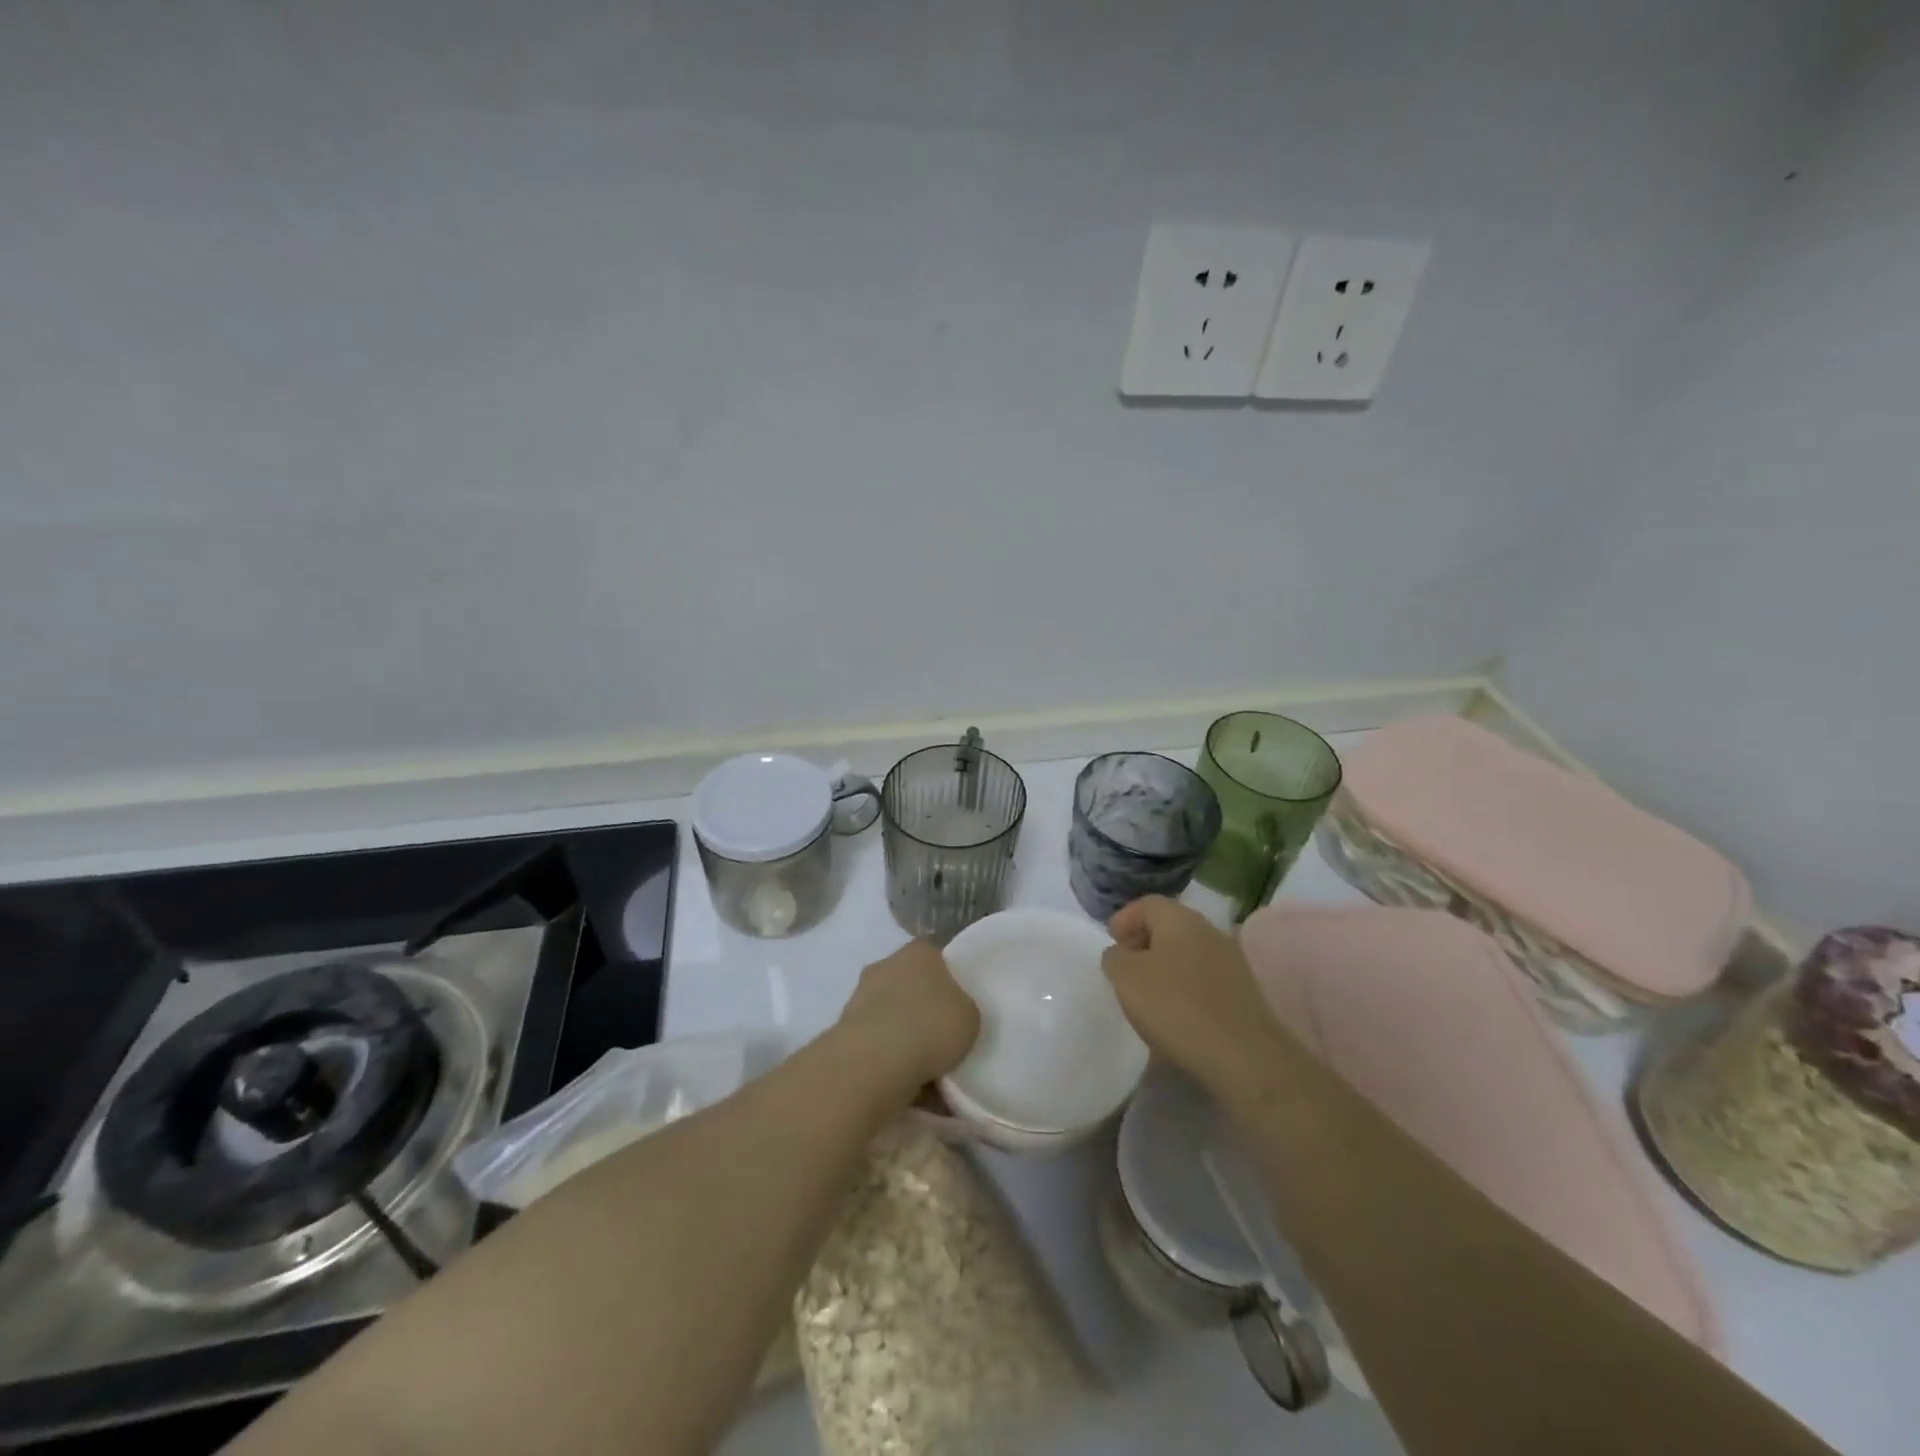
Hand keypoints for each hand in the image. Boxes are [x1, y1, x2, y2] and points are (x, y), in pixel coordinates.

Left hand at [835, 939, 981, 1093]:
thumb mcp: (971, 1018)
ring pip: (890, 1014)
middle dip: (922, 1009)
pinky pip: (875, 1040)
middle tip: (940, 1039)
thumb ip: (963, 1010)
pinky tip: (900, 1079)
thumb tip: (951, 1015)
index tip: (957, 1010)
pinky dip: (885, 1056)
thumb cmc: (930, 1027)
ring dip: (901, 1034)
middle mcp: (886, 964)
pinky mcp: (843, 1028)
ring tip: (921, 1068)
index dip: (950, 983)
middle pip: (910, 985)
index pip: (938, 959)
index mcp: (919, 951)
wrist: (873, 1063)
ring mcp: (860, 995)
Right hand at [1102, 896, 1294, 1107]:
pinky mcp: (1243, 993)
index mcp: (1181, 919)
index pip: (1148, 904)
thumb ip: (1115, 958)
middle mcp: (1210, 931)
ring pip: (1188, 953)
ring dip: (1164, 966)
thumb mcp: (1126, 978)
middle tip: (1125, 968)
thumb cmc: (1176, 1007)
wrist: (1243, 1057)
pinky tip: (1175, 1014)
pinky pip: (1204, 978)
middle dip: (1143, 942)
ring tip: (1147, 995)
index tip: (1111, 943)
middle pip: (1170, 926)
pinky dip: (1184, 987)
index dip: (1124, 919)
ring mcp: (1232, 962)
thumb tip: (1121, 954)